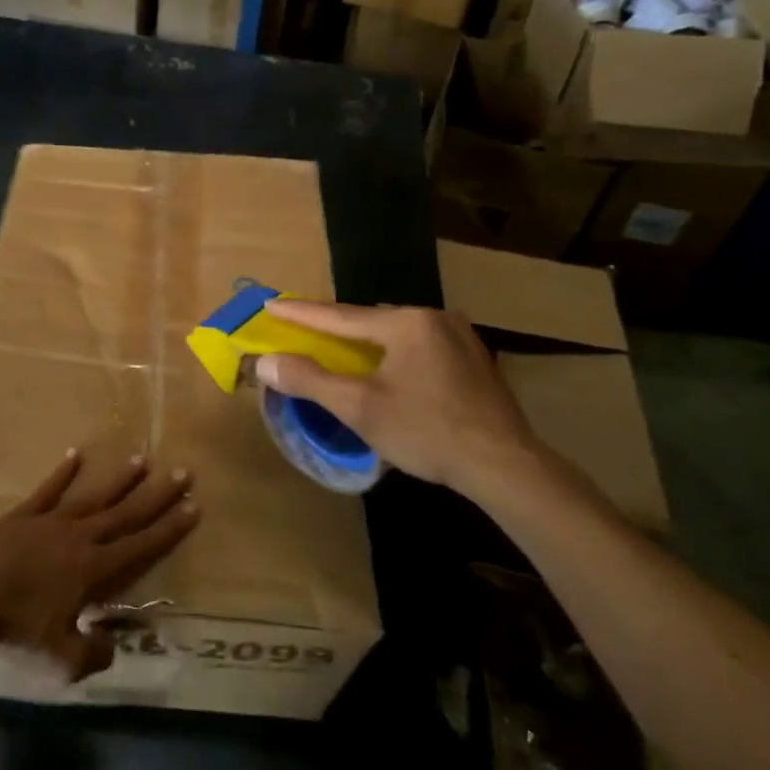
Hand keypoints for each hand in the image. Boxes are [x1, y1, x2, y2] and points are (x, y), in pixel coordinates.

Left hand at [0, 452, 199, 680]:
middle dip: (158, 494)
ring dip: (119, 479)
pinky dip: (63, 472)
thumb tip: (111, 645)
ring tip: (141, 459)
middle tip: (183, 472)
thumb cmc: (14, 625)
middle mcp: (80, 536)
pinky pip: (49, 489)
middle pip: (127, 512)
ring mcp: (52, 521)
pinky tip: (75, 454)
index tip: (194, 507)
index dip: (170, 528)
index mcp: (94, 569)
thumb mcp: (59, 657)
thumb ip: (92, 653)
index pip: (142, 545)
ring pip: (94, 496)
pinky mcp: (24, 514)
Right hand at [254, 300, 541, 501]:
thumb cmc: (426, 432)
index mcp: (406, 323)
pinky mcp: (475, 359)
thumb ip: (309, 380)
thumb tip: (265, 362)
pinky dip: (395, 353)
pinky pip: (421, 346)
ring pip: (397, 333)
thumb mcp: (359, 408)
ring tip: (341, 348)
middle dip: (335, 327)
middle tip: (304, 328)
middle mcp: (435, 317)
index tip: (270, 303)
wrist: (504, 465)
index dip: (300, 313)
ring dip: (367, 342)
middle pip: (370, 321)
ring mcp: (460, 337)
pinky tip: (389, 369)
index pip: (339, 316)